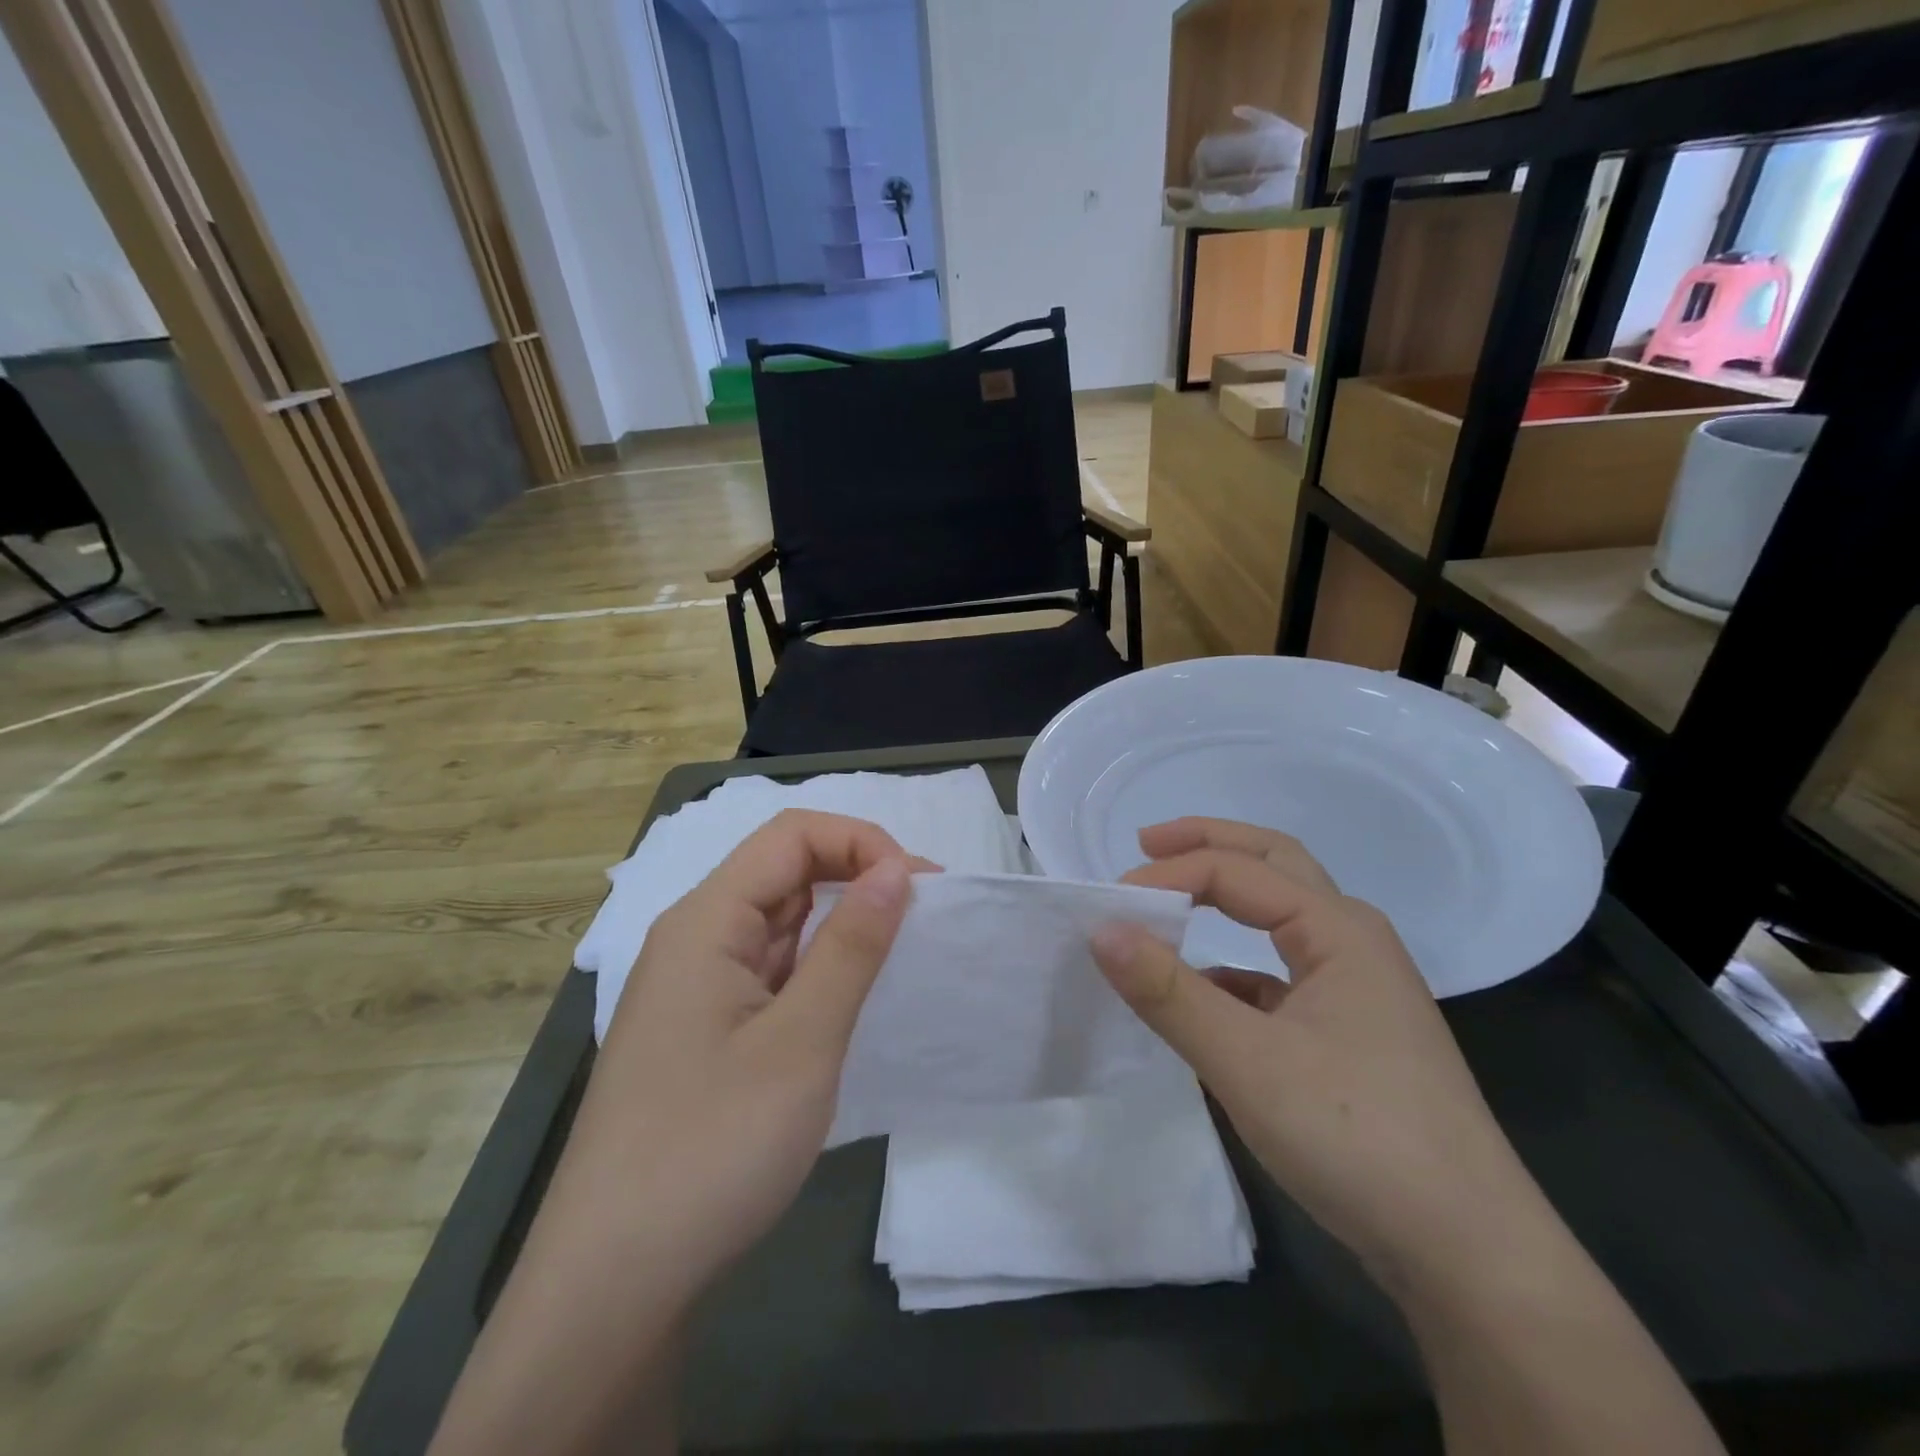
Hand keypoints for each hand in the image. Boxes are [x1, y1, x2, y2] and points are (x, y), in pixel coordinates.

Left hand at [564, 809, 922, 1305]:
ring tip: (903, 954)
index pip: (791, 837)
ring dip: (842, 925)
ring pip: (781, 923)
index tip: (919, 888)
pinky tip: (855, 998)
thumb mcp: (801, 1042)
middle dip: (859, 877)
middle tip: (926, 917)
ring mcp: (699, 989)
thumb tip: (897, 869)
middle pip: (784, 872)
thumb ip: (851, 946)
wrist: (613, 1287)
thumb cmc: (710, 1149)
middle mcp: (696, 940)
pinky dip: (820, 970)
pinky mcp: (707, 1032)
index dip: (861, 843)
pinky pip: (773, 972)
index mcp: (705, 921)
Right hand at [1090, 817, 1542, 1295]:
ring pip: (1280, 916)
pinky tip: (1202, 993)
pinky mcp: (1349, 1032)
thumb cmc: (1358, 1137)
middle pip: (1274, 864)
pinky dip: (1233, 964)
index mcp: (1339, 928)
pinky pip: (1280, 974)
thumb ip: (1169, 992)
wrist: (1470, 1255)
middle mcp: (1353, 941)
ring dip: (1225, 896)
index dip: (1169, 875)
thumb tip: (1101, 928)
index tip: (1111, 904)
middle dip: (1208, 844)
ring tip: (1168, 902)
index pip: (1236, 872)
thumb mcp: (1247, 1062)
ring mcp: (1357, 988)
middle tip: (1145, 842)